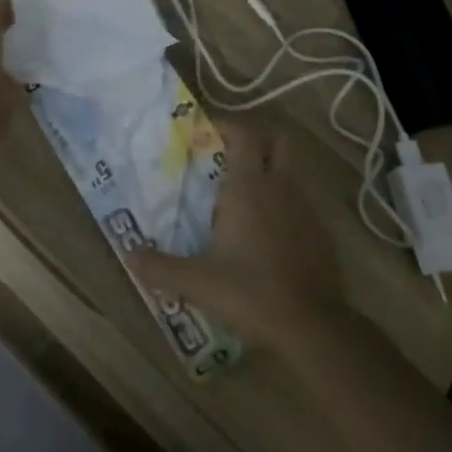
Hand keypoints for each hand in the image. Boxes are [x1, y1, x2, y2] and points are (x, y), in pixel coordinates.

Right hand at [127, 119, 348, 346]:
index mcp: (249, 187)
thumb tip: (129, 255)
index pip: (244, 135)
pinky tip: (267, 231)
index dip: (227, 125)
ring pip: (291, 172)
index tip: (206, 131)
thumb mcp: (197, 282)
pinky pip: (301, 204)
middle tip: (231, 156)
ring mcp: (306, 209)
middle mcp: (281, 187)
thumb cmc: (250, 292)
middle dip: (259, 141)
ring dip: (271, 173)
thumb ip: (160, 267)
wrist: (311, 326)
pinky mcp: (322, 233)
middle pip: (280, 142)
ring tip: (244, 196)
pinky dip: (285, 205)